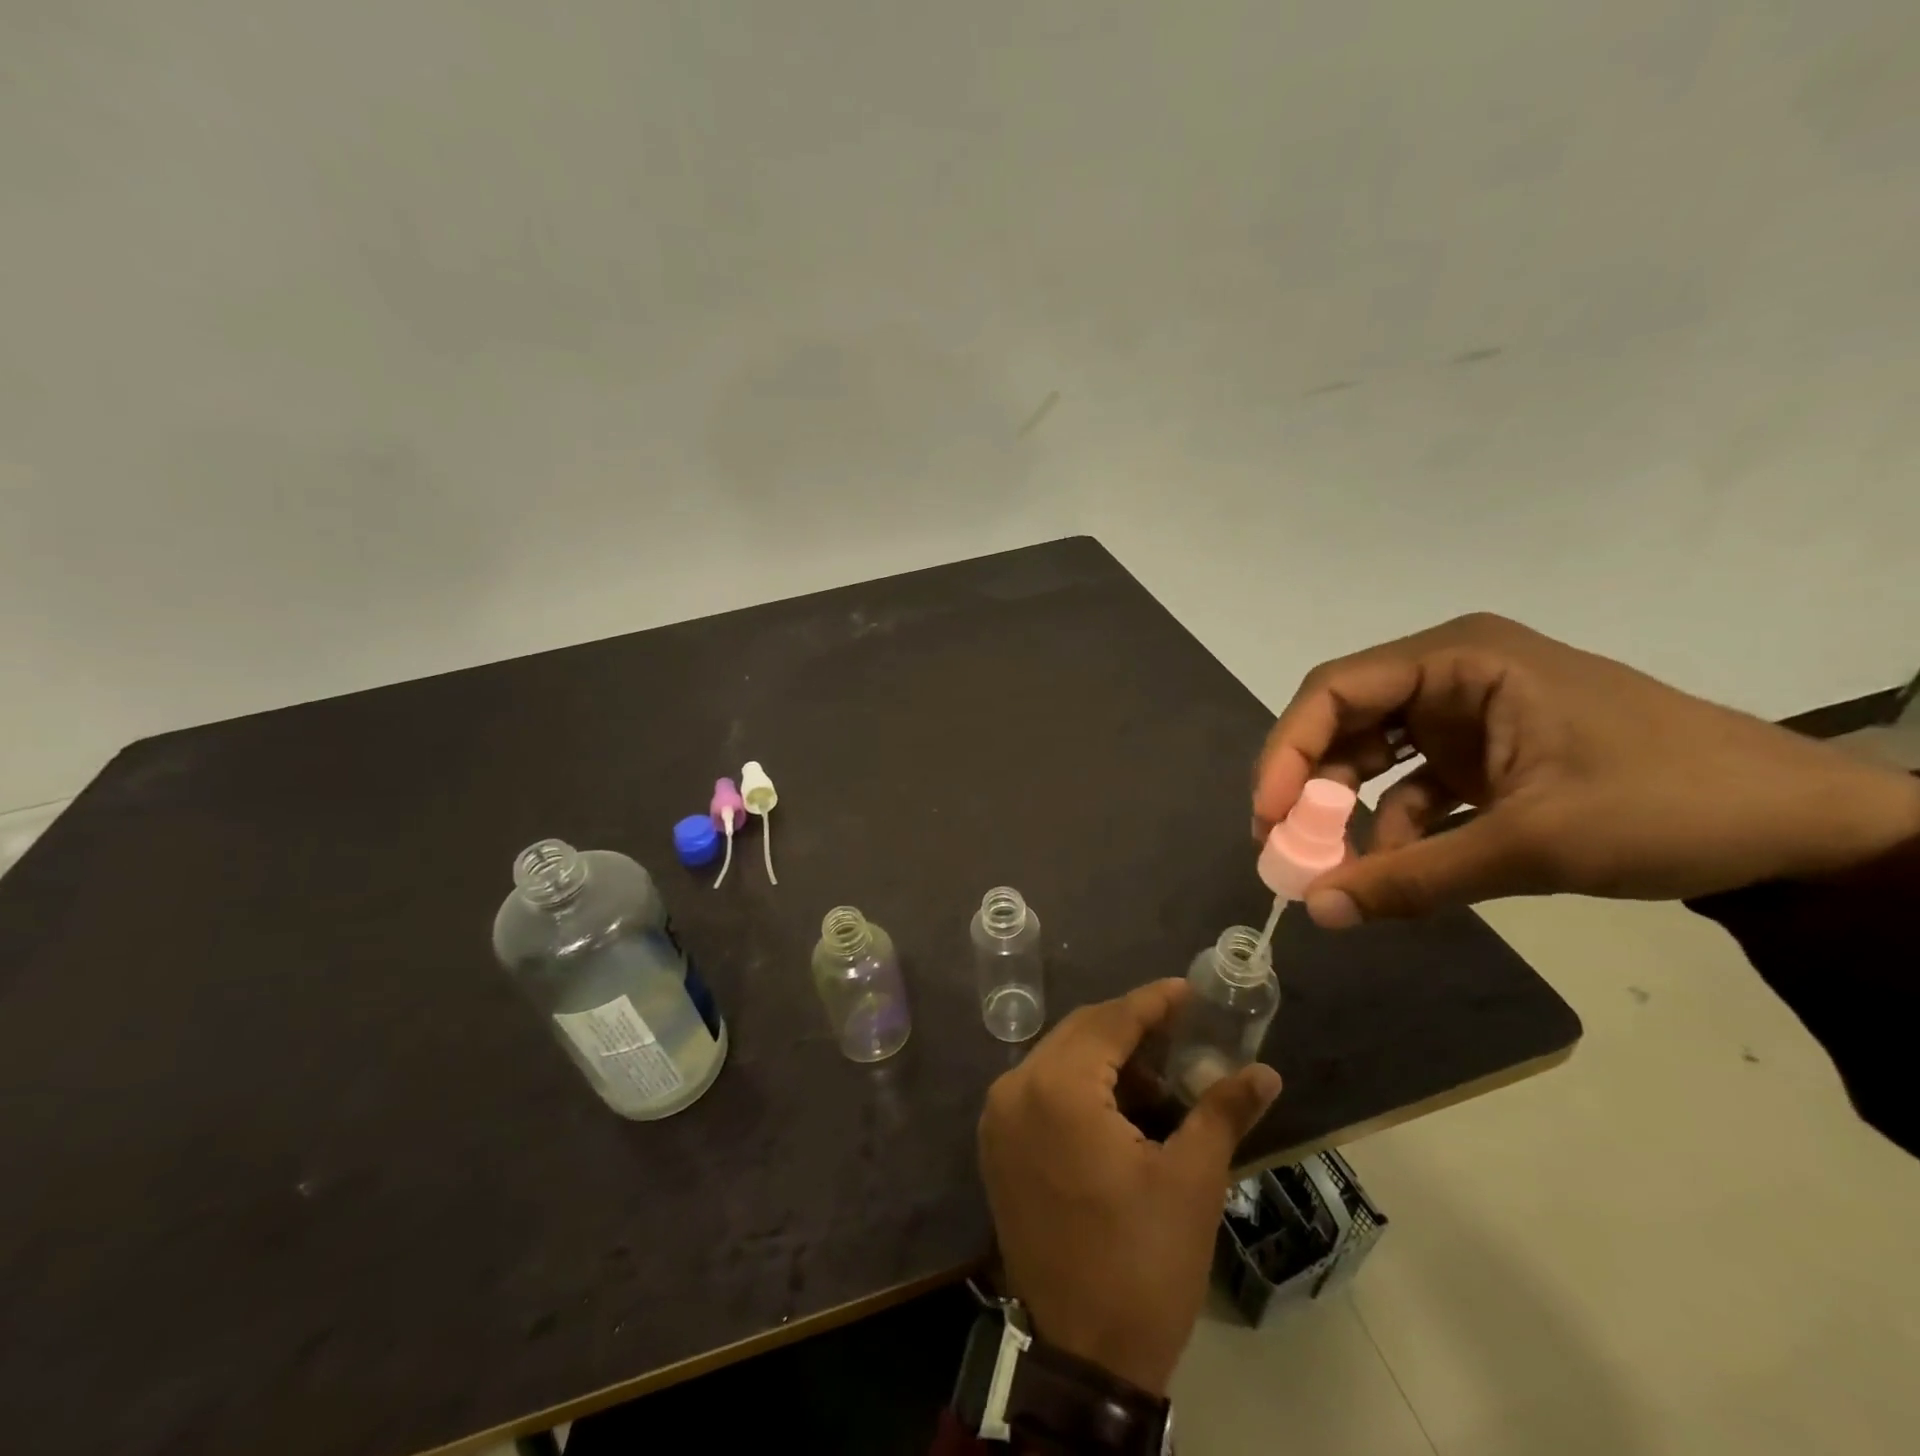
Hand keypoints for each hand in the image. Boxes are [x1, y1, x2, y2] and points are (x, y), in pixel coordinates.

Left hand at [977, 980, 1282, 1396]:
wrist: (1080, 1359)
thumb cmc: (1141, 1265)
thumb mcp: (1192, 1183)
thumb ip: (1222, 1111)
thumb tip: (1264, 1072)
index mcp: (1057, 1088)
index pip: (1110, 1021)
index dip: (1153, 1003)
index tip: (1189, 991)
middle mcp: (1015, 1088)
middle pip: (1080, 1033)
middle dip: (1131, 1029)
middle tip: (1183, 1034)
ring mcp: (999, 1117)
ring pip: (1060, 1059)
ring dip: (1108, 1058)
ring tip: (1162, 1077)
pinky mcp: (998, 1145)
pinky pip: (1042, 1089)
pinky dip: (1081, 1085)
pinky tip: (1123, 1106)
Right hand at [1254, 613, 1919, 926]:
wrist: (1807, 831)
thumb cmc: (1672, 806)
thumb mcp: (1534, 845)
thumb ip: (1416, 878)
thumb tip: (1318, 914)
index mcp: (1461, 660)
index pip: (1336, 690)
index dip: (1287, 751)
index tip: (1267, 816)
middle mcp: (1454, 676)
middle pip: (1345, 722)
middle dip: (1311, 785)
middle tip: (1282, 846)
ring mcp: (1470, 717)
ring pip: (1374, 757)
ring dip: (1349, 811)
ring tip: (1330, 868)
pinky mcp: (1487, 757)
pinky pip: (1414, 786)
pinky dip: (1397, 828)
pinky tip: (1393, 868)